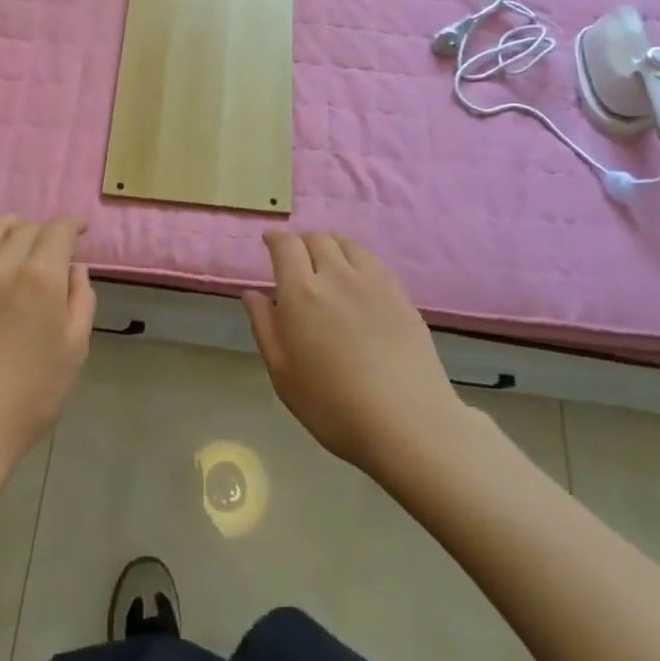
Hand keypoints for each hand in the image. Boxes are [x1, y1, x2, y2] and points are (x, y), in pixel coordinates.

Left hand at [0, 217, 95, 482]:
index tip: (80, 232)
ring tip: (21, 246)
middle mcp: (1, 265)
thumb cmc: (31, 395)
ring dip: (12, 230)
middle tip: (54, 250)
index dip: (72, 225)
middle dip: (45, 231)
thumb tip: (74, 270)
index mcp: (40, 276)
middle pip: (25, 226)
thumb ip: (81, 300)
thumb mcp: (74, 349)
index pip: (58, 230)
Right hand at [244, 232, 465, 483]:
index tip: (269, 241)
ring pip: (347, 244)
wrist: (407, 422)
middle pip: (317, 238)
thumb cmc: (332, 405)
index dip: (275, 238)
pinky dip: (356, 259)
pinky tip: (357, 280)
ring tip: (327, 262)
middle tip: (296, 257)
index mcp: (301, 291)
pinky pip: (372, 261)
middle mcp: (336, 274)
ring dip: (331, 245)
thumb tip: (252, 293)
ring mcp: (373, 281)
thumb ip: (264, 326)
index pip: (286, 246)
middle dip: (302, 241)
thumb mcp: (282, 372)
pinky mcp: (400, 293)